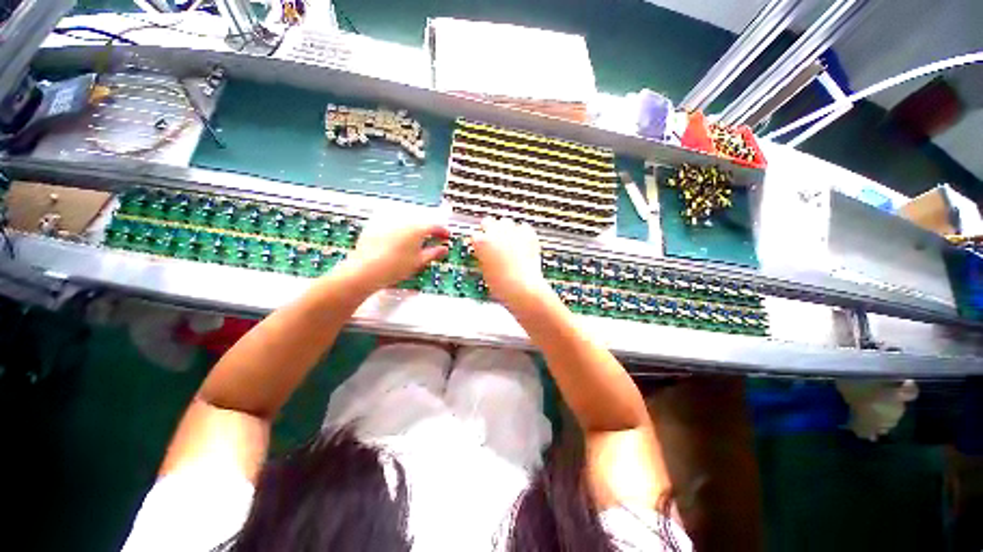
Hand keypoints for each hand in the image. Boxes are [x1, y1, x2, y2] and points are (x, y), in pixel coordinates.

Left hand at [340, 218, 449, 291]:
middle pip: (420, 224)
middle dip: (428, 232)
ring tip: (415, 244)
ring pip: (406, 225)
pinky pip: (392, 227)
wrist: (365, 270)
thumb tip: (444, 249)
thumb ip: (434, 253)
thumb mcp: (419, 262)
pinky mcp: (374, 228)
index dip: (442, 232)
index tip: (446, 237)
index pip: (434, 226)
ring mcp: (387, 224)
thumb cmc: (395, 267)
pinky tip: (397, 244)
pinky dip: (399, 233)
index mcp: (416, 229)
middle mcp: (402, 222)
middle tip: (433, 241)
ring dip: (414, 232)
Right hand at [471, 217, 551, 306]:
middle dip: (489, 230)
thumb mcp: (484, 272)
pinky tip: (522, 243)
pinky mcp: (528, 234)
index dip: (477, 243)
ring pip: (506, 222)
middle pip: (488, 222)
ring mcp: (513, 231)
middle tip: (493, 241)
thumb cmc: (503, 285)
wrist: (524, 287)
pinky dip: (522, 234)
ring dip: (505, 230)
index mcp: (481, 242)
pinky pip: (523, 228)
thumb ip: (482, 258)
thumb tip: (484, 255)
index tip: (480, 246)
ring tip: (508, 242)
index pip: (474, 235)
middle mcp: (496, 232)